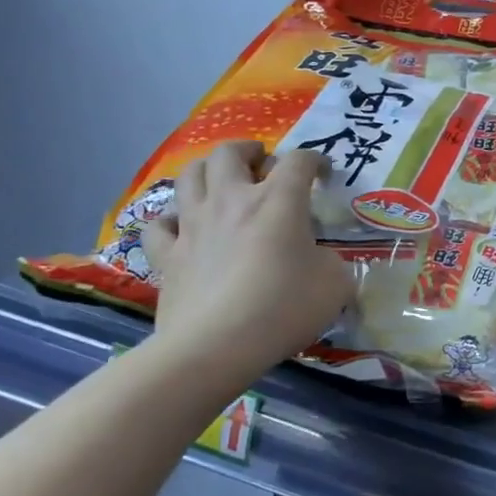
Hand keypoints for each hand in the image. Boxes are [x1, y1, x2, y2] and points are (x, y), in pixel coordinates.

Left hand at [141, 141, 354, 369]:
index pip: (299, 161)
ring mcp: (193, 225)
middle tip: (262, 163)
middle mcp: (232, 200)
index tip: (323, 174)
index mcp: (278, 200)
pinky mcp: (166, 256)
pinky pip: (159, 224)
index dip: (315, 160)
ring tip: (221, 181)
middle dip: (248, 150)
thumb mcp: (335, 285)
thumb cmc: (283, 308)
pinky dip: (171, 219)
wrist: (215, 346)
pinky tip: (182, 227)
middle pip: (229, 153)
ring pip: (189, 176)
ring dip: (207, 171)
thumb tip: (322, 262)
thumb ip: (333, 264)